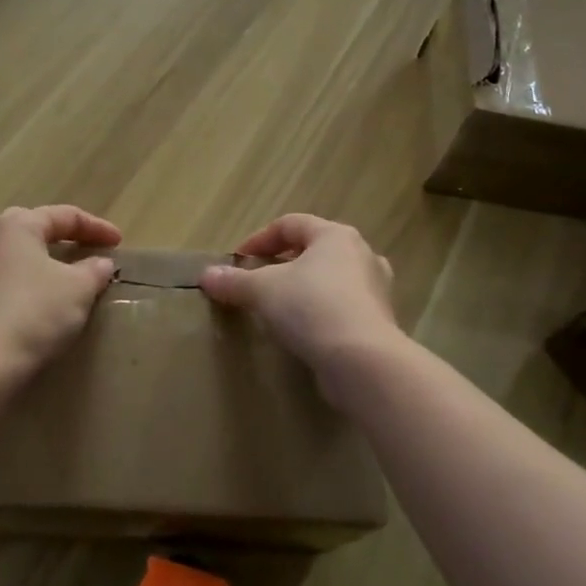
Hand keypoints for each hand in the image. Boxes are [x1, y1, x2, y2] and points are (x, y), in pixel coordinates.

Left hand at [0, 206, 120, 377]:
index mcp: (17, 224)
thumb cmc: (34, 313)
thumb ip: (94, 270)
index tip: (119, 244)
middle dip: (67, 238)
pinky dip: (31, 283)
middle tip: (91, 251)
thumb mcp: (77, 289)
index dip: (97, 227)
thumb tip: (100, 263)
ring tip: (71, 277)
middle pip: (37, 229)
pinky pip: (8, 279)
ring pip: (21, 256)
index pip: (65, 216)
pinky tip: (44, 301)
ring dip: (48, 263)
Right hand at [200, 215, 407, 404]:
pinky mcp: (380, 322)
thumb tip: (206, 276)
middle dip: (283, 263)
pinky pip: (343, 308)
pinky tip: (303, 332)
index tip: (238, 259)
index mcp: (335, 236)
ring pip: (331, 280)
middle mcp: (361, 254)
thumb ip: (235, 281)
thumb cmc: (312, 308)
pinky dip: (321, 313)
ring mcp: (375, 289)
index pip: (291, 224)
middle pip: (314, 250)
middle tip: (258, 281)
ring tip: (280, 307)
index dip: (260, 238)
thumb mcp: (263, 291)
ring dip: (304, 289)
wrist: (363, 362)